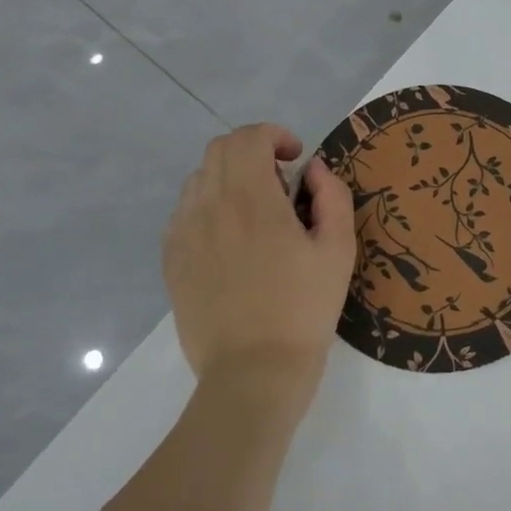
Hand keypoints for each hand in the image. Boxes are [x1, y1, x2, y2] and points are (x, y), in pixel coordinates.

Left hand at [162, 124, 356, 403]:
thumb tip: (314, 170)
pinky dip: (209, 207)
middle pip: (220, 150)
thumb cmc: (304, 310)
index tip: (296, 159)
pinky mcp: (172, 260)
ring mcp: (183, 234)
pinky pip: (185, 212)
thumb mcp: (338, 250)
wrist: (253, 374)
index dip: (275, 136)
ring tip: (256, 214)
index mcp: (252, 200)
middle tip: (281, 186)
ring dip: (229, 178)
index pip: (248, 137)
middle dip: (253, 152)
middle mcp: (209, 207)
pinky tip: (232, 241)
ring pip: (200, 179)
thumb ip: (332, 196)